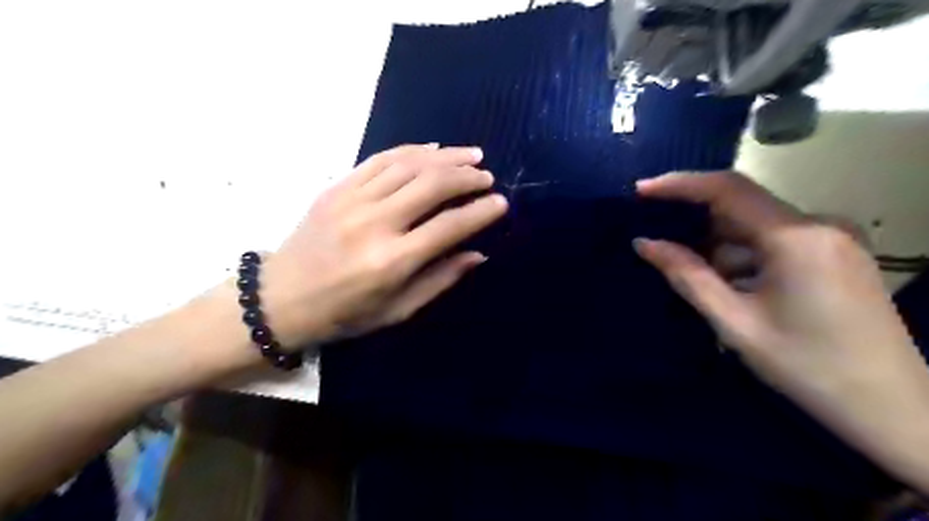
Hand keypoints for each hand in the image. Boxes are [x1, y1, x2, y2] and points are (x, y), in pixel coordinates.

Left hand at [258, 142, 506, 348]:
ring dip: (445, 157)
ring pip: (409, 165)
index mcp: (392, 261)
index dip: (480, 211)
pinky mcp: (337, 187)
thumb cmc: (344, 313)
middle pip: (432, 185)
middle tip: (487, 176)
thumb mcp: (398, 310)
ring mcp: (352, 200)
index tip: (500, 203)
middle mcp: (375, 223)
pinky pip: (380, 159)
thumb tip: (477, 254)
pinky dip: (411, 150)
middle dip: (467, 177)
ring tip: (471, 155)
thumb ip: (440, 279)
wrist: (281, 298)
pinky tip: (432, 149)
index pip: (449, 226)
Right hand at [641, 171, 927, 488]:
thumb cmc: (807, 366)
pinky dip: (745, 257)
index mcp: (796, 237)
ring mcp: (832, 238)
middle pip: (741, 208)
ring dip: (721, 248)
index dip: (680, 184)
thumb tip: (644, 243)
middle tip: (660, 244)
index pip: (728, 189)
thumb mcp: (735, 322)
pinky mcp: (836, 253)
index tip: (642, 190)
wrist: (892, 408)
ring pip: (756, 227)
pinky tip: (736, 289)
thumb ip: (687, 276)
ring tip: (703, 283)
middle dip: (698, 225)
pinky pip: (774, 241)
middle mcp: (819, 225)